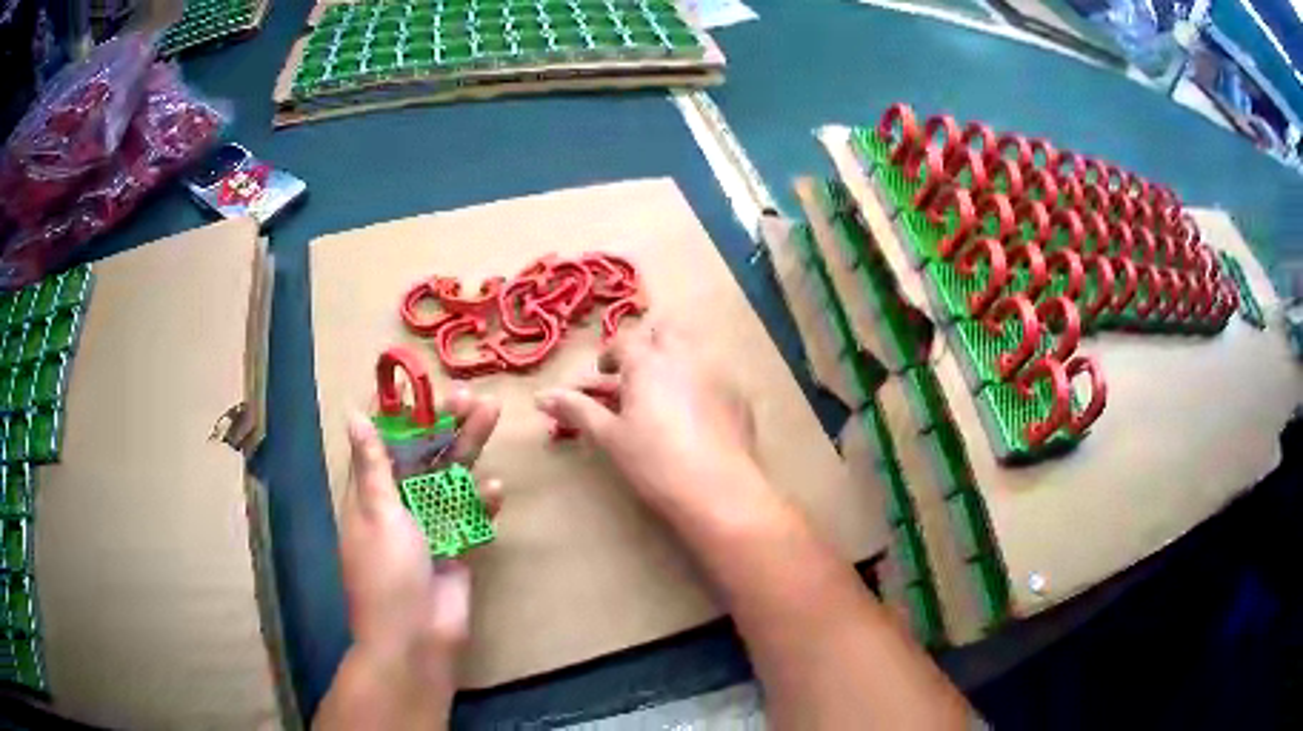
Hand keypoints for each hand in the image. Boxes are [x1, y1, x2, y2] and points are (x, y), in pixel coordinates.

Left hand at [316, 389, 501, 730]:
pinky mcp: (455, 547)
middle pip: (422, 454)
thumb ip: (373, 465)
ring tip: (491, 414)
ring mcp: (429, 526)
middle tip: (469, 394)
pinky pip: (469, 516)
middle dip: (443, 423)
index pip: (381, 441)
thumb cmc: (387, 574)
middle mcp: (399, 505)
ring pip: (449, 478)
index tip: (417, 381)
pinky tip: (494, 490)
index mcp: (370, 495)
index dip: (397, 411)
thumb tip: (353, 414)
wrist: (417, 640)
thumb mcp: (378, 514)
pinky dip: (480, 503)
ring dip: (468, 448)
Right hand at [535, 322, 758, 512]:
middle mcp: (685, 356)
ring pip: (693, 350)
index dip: (610, 357)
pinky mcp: (738, 395)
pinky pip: (715, 375)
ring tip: (664, 394)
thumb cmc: (654, 462)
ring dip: (675, 360)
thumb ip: (577, 410)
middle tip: (636, 377)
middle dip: (648, 346)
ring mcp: (717, 373)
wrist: (716, 490)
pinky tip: (696, 415)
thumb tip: (541, 397)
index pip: (623, 342)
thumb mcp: (609, 436)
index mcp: (648, 362)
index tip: (605, 377)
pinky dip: (700, 383)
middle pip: (664, 331)